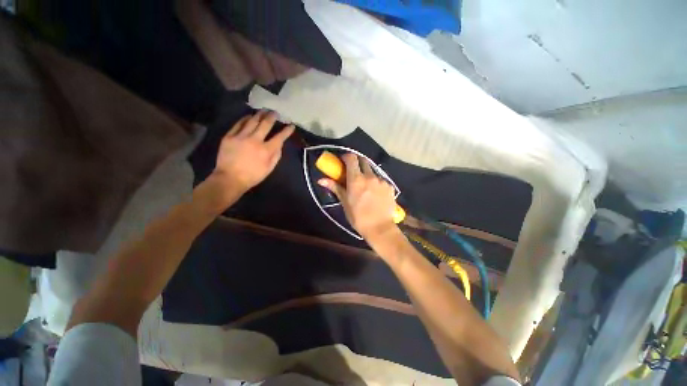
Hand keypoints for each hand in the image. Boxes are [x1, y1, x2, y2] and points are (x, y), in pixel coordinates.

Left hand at [212, 111, 293, 194]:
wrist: (230, 178)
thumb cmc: (253, 176)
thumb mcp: (269, 168)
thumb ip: (276, 155)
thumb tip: (280, 144)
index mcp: (266, 150)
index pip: (280, 137)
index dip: (287, 130)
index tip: (291, 125)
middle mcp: (255, 140)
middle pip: (265, 124)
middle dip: (272, 117)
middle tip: (275, 112)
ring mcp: (240, 137)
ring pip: (252, 121)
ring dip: (259, 114)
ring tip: (263, 111)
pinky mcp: (229, 136)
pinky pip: (238, 124)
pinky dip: (245, 119)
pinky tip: (249, 116)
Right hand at [318, 154, 398, 240]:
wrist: (379, 228)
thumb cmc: (358, 217)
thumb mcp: (345, 202)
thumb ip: (335, 187)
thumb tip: (321, 180)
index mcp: (356, 179)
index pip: (352, 158)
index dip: (347, 157)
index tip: (343, 161)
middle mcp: (370, 176)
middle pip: (363, 161)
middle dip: (357, 163)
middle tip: (354, 173)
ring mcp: (381, 181)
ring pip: (373, 172)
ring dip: (367, 175)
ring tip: (366, 188)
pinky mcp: (390, 186)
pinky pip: (381, 180)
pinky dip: (376, 183)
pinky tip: (376, 194)